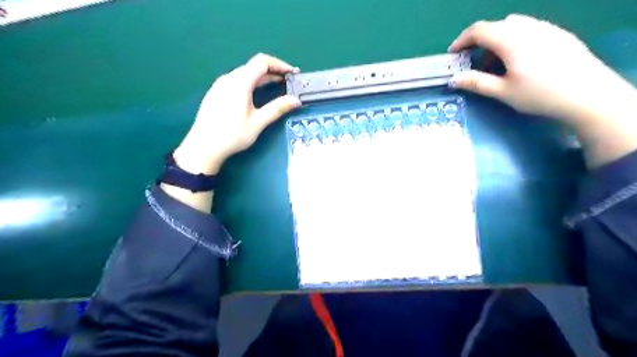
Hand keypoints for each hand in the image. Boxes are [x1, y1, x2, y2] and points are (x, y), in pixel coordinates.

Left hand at [172, 53, 301, 174]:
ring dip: (262, 77)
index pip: (262, 62)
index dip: (279, 64)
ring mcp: (220, 84)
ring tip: (276, 87)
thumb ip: (277, 109)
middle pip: (253, 66)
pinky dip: (251, 82)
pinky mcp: (216, 92)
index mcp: (240, 82)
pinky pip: (237, 80)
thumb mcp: (258, 123)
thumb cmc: (232, 135)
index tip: (292, 73)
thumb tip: (296, 100)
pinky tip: (256, 94)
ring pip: (245, 73)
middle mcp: (229, 78)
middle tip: (287, 82)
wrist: (203, 147)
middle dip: (273, 71)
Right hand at [447, 16, 636, 125]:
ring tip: (497, 64)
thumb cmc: (539, 94)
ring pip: (513, 26)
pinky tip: (520, 60)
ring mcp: (546, 28)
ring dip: (497, 41)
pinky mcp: (558, 33)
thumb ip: (476, 82)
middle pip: (495, 26)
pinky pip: (529, 29)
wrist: (588, 94)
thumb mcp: (503, 91)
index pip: (479, 30)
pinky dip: (514, 40)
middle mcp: (528, 28)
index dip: (462, 40)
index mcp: (511, 40)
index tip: (453, 54)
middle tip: (474, 64)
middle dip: (479, 42)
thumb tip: (453, 79)